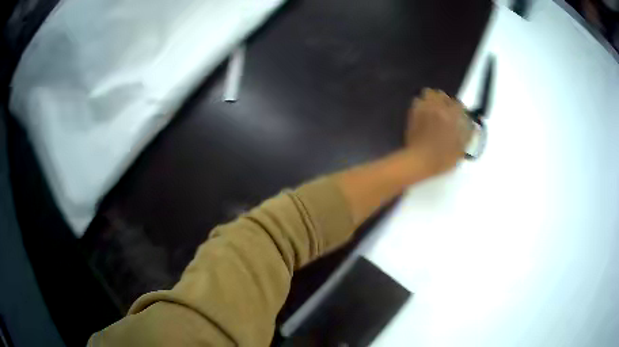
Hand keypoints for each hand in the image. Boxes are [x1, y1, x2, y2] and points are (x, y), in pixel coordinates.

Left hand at [404, 88, 471, 178]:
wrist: (419, 161)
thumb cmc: (442, 158)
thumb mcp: (461, 149)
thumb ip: (467, 134)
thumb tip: (472, 127)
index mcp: (451, 116)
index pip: (459, 105)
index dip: (461, 110)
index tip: (461, 116)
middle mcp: (437, 108)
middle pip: (443, 95)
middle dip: (447, 101)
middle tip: (448, 112)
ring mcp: (424, 109)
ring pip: (429, 93)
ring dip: (433, 99)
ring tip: (435, 109)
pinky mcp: (413, 113)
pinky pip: (418, 101)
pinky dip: (422, 104)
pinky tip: (425, 113)